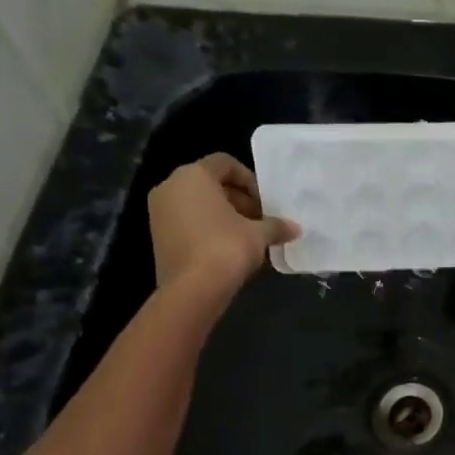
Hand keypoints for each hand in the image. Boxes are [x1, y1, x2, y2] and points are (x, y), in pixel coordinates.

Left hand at [149, 154, 298, 297]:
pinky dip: (209, 229)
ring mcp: (159, 212)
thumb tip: (295, 228)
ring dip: (225, 216)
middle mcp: (171, 186)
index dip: (250, 180)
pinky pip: (188, 222)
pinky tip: (230, 249)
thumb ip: (276, 226)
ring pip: (199, 204)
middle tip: (261, 220)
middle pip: (211, 183)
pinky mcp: (158, 236)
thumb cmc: (226, 248)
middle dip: (239, 200)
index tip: (265, 202)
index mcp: (193, 175)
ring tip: (249, 237)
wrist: (192, 290)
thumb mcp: (258, 234)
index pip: (225, 163)